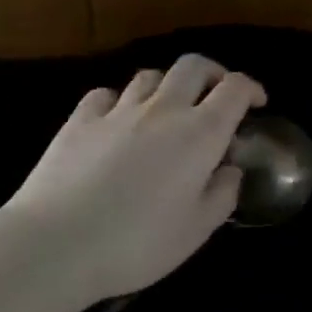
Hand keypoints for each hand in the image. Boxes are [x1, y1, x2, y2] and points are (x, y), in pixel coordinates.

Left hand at [0, 55, 265, 307]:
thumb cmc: (137, 243)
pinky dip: (119, 101)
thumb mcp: (197, 230)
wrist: (53, 246)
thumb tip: (229, 170)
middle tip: (216, 96)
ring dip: (167, 87)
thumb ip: (223, 194)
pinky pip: (106, 95)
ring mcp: (118, 112)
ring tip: (167, 111)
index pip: (236, 88)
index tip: (257, 105)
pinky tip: (118, 121)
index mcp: (201, 133)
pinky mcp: (78, 122)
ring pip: (150, 76)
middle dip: (213, 74)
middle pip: (194, 66)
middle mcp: (164, 110)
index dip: (252, 89)